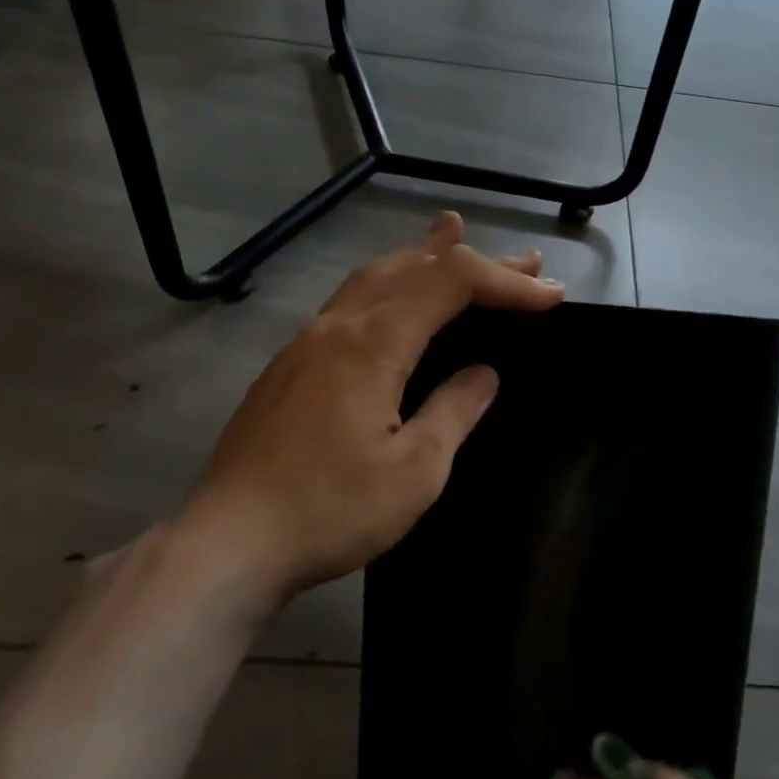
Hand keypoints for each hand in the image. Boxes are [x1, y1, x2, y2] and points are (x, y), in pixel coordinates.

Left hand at [171, 212, 561, 609]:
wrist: (227, 543)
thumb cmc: (329, 511)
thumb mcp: (414, 472)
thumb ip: (454, 411)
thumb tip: (483, 373)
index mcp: (373, 344)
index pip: (451, 284)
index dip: (505, 283)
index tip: (550, 297)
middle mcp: (338, 326)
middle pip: (413, 267)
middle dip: (473, 260)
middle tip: (522, 260)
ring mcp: (306, 342)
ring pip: (374, 276)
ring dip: (422, 257)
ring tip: (451, 235)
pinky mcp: (289, 365)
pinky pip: (349, 301)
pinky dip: (387, 282)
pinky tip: (391, 295)